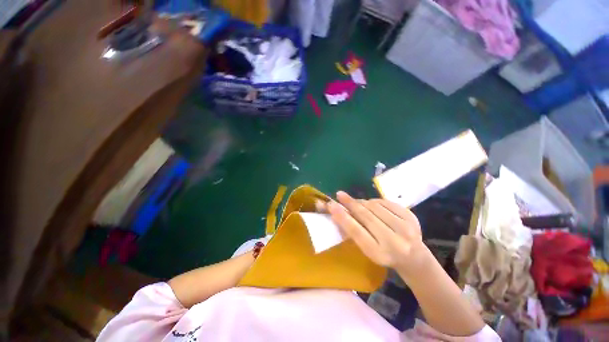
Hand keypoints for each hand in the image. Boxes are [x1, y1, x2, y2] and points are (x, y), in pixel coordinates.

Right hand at [325, 191, 428, 274]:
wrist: (414, 257)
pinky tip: (372, 205)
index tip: (331, 205)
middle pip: (366, 216)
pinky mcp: (411, 217)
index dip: (342, 216)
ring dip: (362, 202)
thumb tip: (337, 213)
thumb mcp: (367, 249)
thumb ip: (353, 232)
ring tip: (356, 203)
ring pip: (375, 206)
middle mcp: (393, 241)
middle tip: (339, 194)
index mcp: (379, 253)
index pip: (356, 231)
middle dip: (350, 203)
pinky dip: (375, 201)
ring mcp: (405, 227)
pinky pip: (385, 202)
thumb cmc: (384, 254)